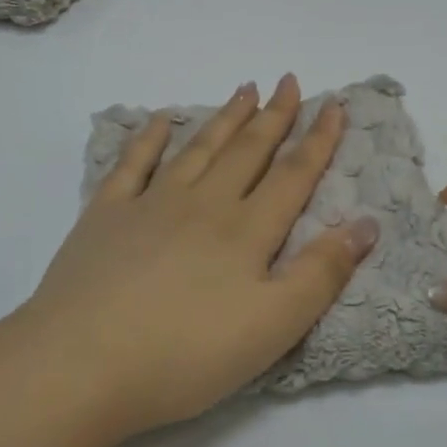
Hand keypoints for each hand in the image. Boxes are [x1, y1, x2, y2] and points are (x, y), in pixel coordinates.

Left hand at [1, 75, 377, 443]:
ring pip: (198, 149)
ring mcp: (150, 204)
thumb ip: (321, 274)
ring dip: (224, 118)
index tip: (334, 104)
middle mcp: (202, 204)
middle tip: (288, 81)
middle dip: (273, 116)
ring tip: (244, 90)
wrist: (81, 364)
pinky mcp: (105, 215)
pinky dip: (148, 137)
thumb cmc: (185, 354)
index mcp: (245, 231)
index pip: (293, 175)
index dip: (318, 139)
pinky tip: (159, 120)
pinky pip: (133, 164)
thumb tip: (366, 223)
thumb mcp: (272, 327)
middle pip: (247, 151)